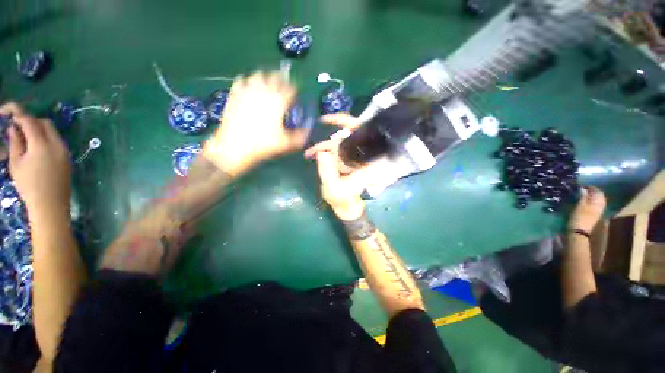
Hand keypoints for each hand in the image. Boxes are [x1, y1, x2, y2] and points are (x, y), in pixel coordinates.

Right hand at [0, 102, 70, 212]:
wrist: (51, 204)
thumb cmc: (29, 185)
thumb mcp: (16, 162)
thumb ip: (16, 142)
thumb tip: (14, 127)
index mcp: (42, 143)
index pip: (30, 120)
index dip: (18, 112)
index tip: (7, 110)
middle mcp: (57, 143)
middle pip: (44, 123)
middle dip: (30, 121)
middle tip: (17, 127)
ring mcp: (65, 150)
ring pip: (52, 131)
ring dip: (38, 129)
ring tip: (25, 138)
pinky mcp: (67, 157)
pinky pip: (57, 141)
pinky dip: (46, 138)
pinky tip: (35, 147)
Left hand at [203, 71, 307, 176]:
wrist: (235, 147)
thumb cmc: (264, 145)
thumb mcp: (287, 143)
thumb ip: (301, 135)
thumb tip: (308, 128)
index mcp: (279, 101)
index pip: (291, 88)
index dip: (295, 89)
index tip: (296, 95)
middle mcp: (264, 91)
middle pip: (275, 76)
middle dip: (282, 80)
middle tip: (284, 88)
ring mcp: (247, 90)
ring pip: (259, 75)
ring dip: (266, 78)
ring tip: (268, 85)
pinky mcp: (234, 94)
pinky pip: (242, 80)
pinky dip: (248, 80)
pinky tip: (249, 87)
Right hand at [305, 113, 366, 220]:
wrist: (344, 205)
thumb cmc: (342, 199)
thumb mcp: (334, 189)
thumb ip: (328, 173)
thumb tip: (322, 153)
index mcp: (364, 160)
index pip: (360, 133)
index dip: (346, 122)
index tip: (328, 120)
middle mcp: (359, 155)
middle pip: (347, 135)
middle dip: (329, 135)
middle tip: (315, 135)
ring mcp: (351, 157)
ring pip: (338, 143)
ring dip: (322, 146)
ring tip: (308, 153)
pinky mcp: (344, 160)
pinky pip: (333, 150)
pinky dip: (322, 151)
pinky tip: (312, 155)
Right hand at [568, 186, 605, 232]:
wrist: (579, 232)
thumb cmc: (579, 218)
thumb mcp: (579, 206)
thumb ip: (582, 197)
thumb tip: (583, 188)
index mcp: (598, 202)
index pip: (597, 191)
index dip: (590, 187)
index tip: (582, 185)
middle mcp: (600, 206)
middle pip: (598, 196)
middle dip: (591, 192)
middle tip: (582, 190)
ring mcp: (598, 211)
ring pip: (596, 201)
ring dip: (591, 198)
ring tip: (583, 196)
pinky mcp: (594, 216)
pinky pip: (594, 206)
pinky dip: (590, 202)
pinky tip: (585, 203)